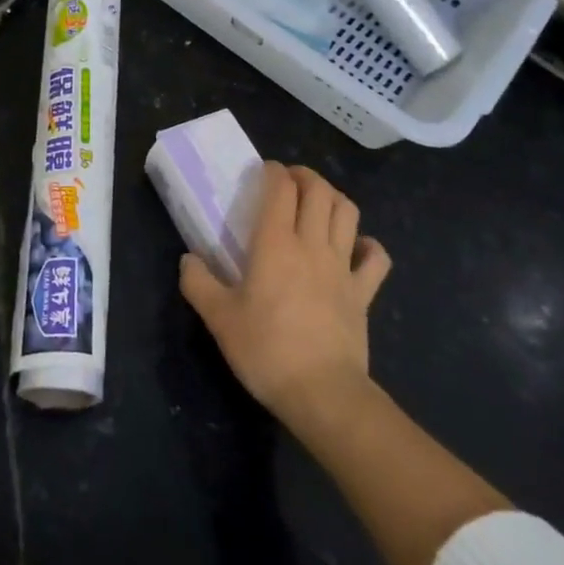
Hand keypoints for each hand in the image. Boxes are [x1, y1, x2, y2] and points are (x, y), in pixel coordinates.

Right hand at [180, 163, 391, 430]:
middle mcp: (312, 244)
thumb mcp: (218, 319)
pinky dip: (368, 245)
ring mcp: (342, 267)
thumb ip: (198, 283)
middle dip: (305, 176)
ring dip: (334, 198)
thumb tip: (188, 259)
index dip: (273, 171)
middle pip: (319, 190)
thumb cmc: (266, 350)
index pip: (280, 187)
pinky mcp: (363, 293)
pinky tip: (356, 247)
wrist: (322, 394)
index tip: (263, 172)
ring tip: (319, 203)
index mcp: (275, 243)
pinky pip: (376, 258)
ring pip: (348, 212)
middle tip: (289, 182)